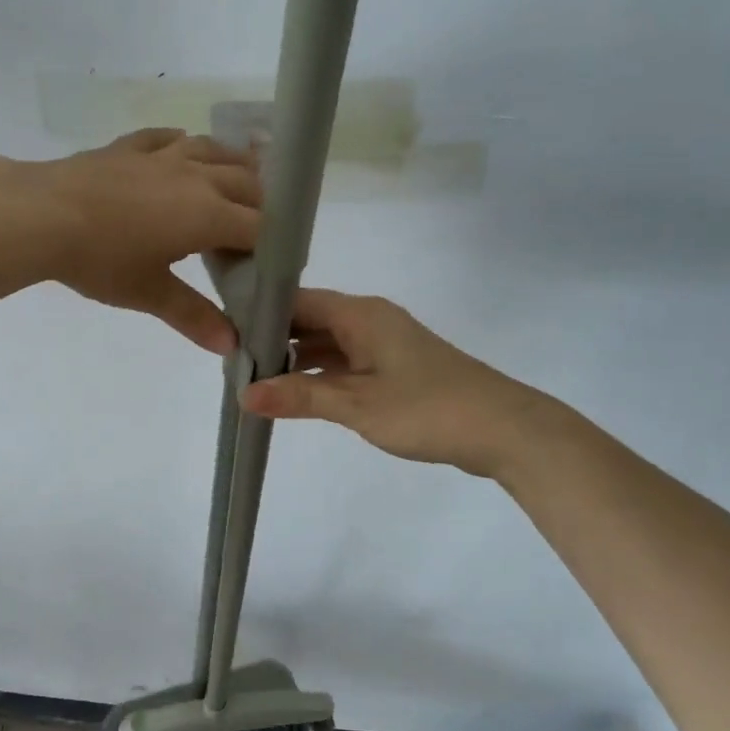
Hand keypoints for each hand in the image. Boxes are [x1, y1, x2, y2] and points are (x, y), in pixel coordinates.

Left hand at [34, 129, 260, 353]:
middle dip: (261, 204)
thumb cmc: (100, 259)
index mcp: (207, 214)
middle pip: (246, 182)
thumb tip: (231, 346)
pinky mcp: (128, 147)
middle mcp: (195, 177)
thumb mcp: (148, 293)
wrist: (39, 215)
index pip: (259, 226)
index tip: (274, 261)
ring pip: (213, 151)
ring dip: (233, 164)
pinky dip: (184, 145)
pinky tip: (182, 148)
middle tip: (259, 228)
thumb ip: (193, 316)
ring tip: (239, 178)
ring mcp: (161, 156)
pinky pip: (167, 139)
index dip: (274, 243)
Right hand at [239, 289, 536, 475]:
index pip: (297, 300)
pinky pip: (346, 362)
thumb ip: (300, 397)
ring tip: (255, 380)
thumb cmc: (428, 409)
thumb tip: (244, 394)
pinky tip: (298, 394)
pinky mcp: (396, 368)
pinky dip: (321, 374)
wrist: (504, 429)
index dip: (260, 314)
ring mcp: (385, 344)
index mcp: (361, 315)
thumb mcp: (357, 405)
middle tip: (233, 363)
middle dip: (274, 340)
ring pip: (328, 343)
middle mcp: (370, 320)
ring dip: (296, 361)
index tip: (225, 334)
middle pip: (310, 320)